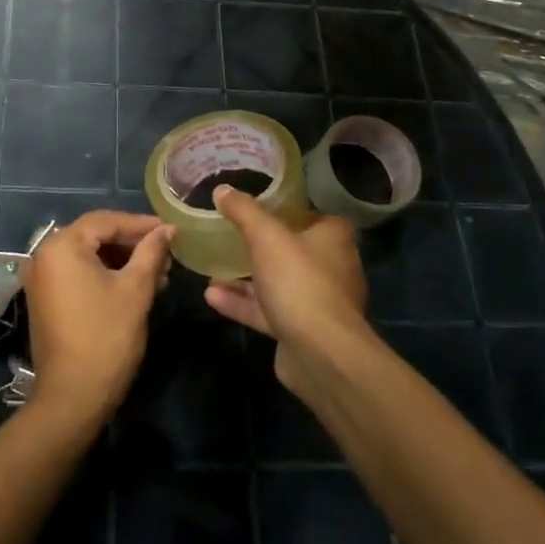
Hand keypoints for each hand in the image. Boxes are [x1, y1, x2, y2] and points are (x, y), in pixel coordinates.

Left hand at [20, 211, 173, 428]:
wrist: (72, 397)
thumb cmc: (106, 337)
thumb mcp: (135, 290)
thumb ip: (151, 252)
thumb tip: (168, 229)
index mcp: (62, 246)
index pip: (106, 221)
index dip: (141, 224)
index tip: (171, 231)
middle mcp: (44, 255)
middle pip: (95, 236)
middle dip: (133, 244)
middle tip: (166, 254)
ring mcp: (42, 278)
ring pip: (89, 255)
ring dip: (122, 261)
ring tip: (157, 273)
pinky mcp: (46, 298)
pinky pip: (78, 273)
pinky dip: (105, 275)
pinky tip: (134, 286)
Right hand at [204, 186, 365, 393]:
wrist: (321, 354)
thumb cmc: (299, 281)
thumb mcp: (265, 236)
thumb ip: (244, 211)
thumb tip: (222, 189)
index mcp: (333, 238)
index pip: (310, 215)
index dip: (284, 210)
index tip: (254, 207)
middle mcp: (331, 267)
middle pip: (291, 250)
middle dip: (259, 246)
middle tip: (227, 237)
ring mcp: (317, 302)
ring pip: (276, 283)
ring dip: (244, 278)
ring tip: (211, 269)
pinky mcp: (301, 331)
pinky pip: (268, 310)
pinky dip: (242, 303)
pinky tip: (211, 296)